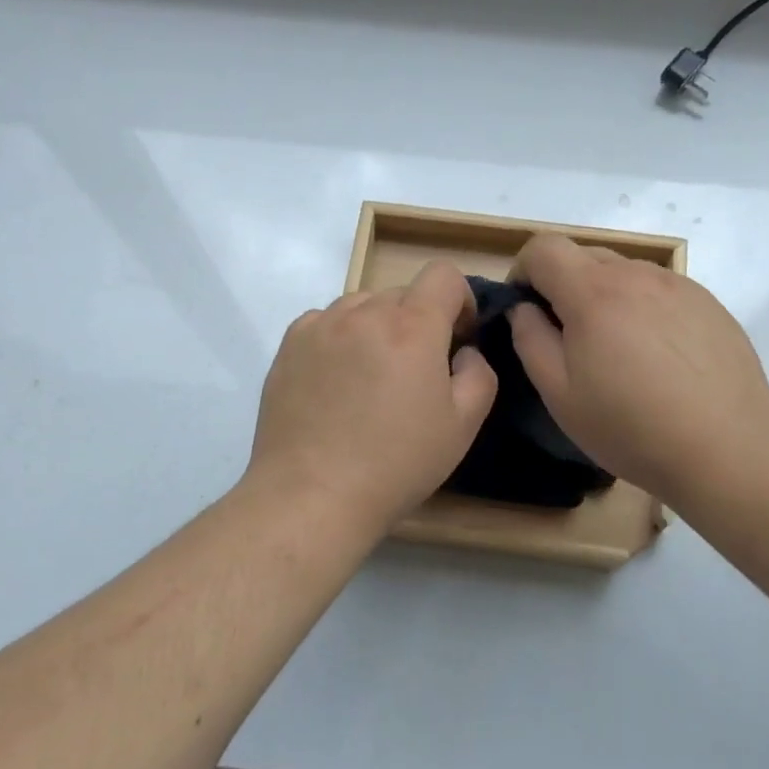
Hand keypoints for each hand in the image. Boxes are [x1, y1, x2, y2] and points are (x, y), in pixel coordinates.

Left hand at [247, 262, 498, 534]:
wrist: (313, 494)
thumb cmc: (397, 463)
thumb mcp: (463, 426)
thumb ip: (479, 373)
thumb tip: (463, 351)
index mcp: (412, 327)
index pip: (443, 274)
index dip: (460, 300)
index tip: (458, 338)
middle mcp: (363, 313)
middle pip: (403, 293)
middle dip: (419, 322)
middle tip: (415, 372)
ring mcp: (320, 326)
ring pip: (362, 306)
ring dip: (378, 328)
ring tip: (371, 377)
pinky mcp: (289, 345)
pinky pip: (326, 323)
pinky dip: (340, 339)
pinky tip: (337, 382)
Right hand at [507, 234, 768, 502]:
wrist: (728, 448)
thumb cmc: (632, 428)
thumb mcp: (561, 395)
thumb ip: (531, 341)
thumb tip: (524, 309)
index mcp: (593, 293)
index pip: (544, 248)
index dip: (523, 270)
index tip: (524, 308)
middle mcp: (637, 275)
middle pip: (584, 255)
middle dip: (562, 284)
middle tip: (567, 337)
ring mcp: (679, 285)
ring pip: (624, 272)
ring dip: (605, 296)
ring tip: (617, 350)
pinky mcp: (708, 303)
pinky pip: (660, 290)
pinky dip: (642, 307)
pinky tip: (657, 357)